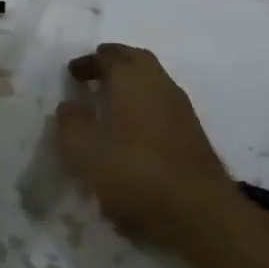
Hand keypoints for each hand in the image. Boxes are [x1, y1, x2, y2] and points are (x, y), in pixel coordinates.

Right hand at [57, 44, 245, 252]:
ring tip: (110, 100)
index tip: (73, 71)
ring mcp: (181, 108)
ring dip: (131, 83)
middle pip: (137, 60)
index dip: (89, 61)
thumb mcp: (86, 152)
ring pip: (153, 81)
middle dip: (114, 62)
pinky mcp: (192, 133)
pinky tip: (133, 127)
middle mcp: (161, 84)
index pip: (110, 57)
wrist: (199, 210)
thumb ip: (72, 124)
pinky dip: (144, 103)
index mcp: (134, 80)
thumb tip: (69, 105)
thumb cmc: (136, 173)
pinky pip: (162, 104)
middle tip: (95, 72)